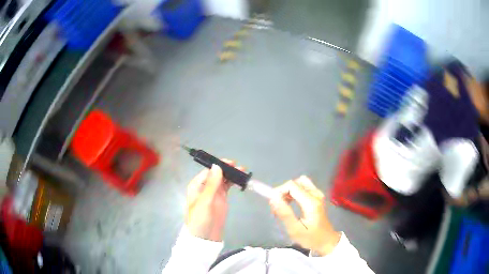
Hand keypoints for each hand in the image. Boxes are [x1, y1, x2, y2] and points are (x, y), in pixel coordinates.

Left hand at [185, 160, 239, 241]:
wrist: (205, 238)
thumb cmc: (200, 219)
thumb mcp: (205, 202)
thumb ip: (211, 185)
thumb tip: (217, 166)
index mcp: (196, 186)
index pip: (208, 171)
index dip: (219, 166)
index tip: (231, 163)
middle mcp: (205, 187)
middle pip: (216, 174)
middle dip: (227, 169)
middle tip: (239, 167)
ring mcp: (214, 193)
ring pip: (222, 180)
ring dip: (231, 175)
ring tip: (242, 172)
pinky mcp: (221, 200)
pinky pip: (227, 187)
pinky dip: (233, 183)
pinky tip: (240, 180)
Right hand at [270, 176, 340, 255]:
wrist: (327, 241)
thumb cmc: (311, 238)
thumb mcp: (295, 230)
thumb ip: (284, 213)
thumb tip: (273, 198)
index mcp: (311, 202)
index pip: (291, 185)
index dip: (279, 191)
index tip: (273, 205)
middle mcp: (316, 194)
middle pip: (295, 182)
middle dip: (283, 192)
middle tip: (277, 207)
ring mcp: (318, 194)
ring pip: (299, 183)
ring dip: (288, 192)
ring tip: (283, 206)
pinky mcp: (318, 197)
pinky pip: (303, 188)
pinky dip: (294, 193)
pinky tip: (291, 205)